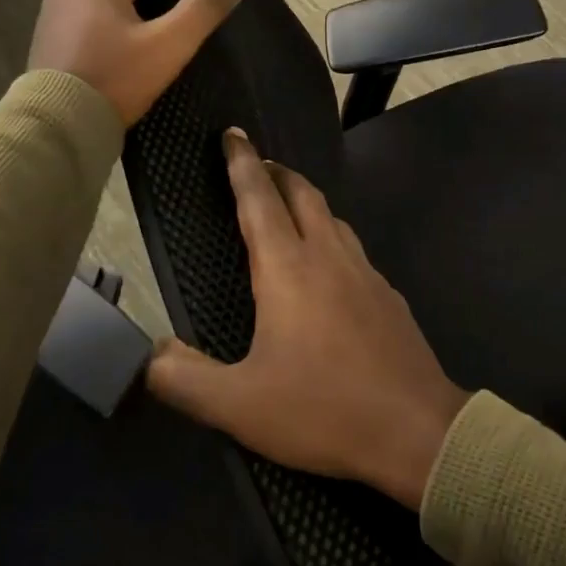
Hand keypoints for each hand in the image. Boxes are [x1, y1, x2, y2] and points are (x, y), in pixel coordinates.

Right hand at [147, 130, 468, 510]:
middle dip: (277, 171)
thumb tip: (148, 357)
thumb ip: (184, 380)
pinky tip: (331, 267)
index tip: (232, 134)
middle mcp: (329, 257)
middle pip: (303, 194)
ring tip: (288, 207)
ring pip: (334, 219)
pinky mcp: (390, 297)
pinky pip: (355, 250)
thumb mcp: (238, 405)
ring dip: (307, 202)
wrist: (417, 431)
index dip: (242, 163)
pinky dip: (333, 238)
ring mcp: (367, 274)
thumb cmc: (323, 410)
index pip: (259, 198)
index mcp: (288, 269)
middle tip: (257, 165)